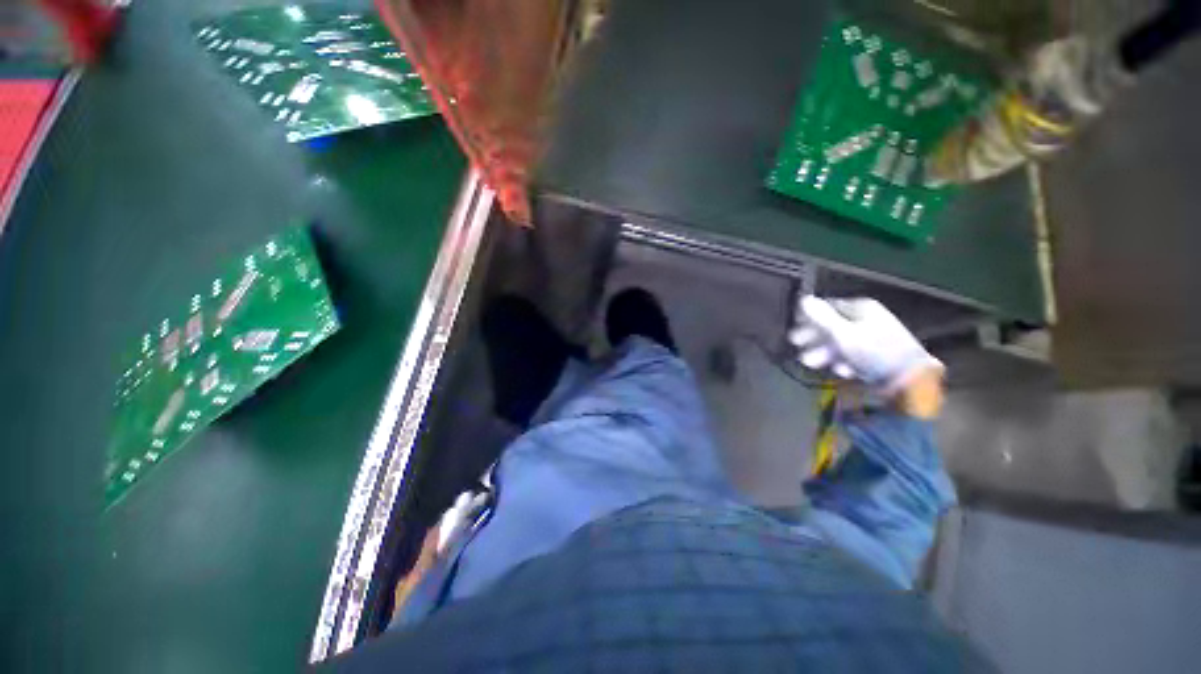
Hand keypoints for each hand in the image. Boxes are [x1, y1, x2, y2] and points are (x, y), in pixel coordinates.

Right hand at [788, 296, 943, 396]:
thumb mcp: (843, 334)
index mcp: (861, 308)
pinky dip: (843, 361)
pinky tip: (841, 370)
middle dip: (813, 338)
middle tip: (795, 345)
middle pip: (831, 326)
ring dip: (823, 352)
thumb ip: (821, 317)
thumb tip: (803, 299)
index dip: (808, 317)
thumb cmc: (873, 351)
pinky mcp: (875, 355)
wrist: (909, 380)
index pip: (827, 307)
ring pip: (840, 342)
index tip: (794, 327)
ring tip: (810, 363)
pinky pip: (853, 355)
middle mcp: (866, 319)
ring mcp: (872, 338)